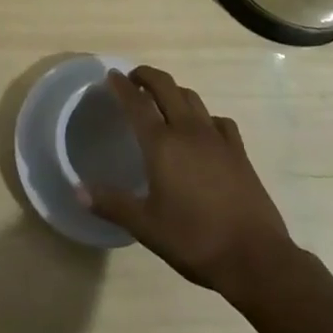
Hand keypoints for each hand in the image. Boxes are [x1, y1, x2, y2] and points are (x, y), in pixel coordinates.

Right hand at [83, 66, 296, 298]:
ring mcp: (217, 138)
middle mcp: (188, 131)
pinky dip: (205, 116)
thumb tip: (77, 189)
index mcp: (162, 144)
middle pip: (166, 87)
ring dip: (174, 91)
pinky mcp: (238, 151)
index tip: (111, 75)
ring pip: (192, 98)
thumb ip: (112, 204)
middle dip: (147, 76)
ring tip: (163, 100)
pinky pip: (219, 121)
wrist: (255, 257)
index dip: (121, 86)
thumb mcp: (146, 226)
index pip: (137, 103)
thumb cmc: (194, 240)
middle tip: (133, 80)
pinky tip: (203, 130)